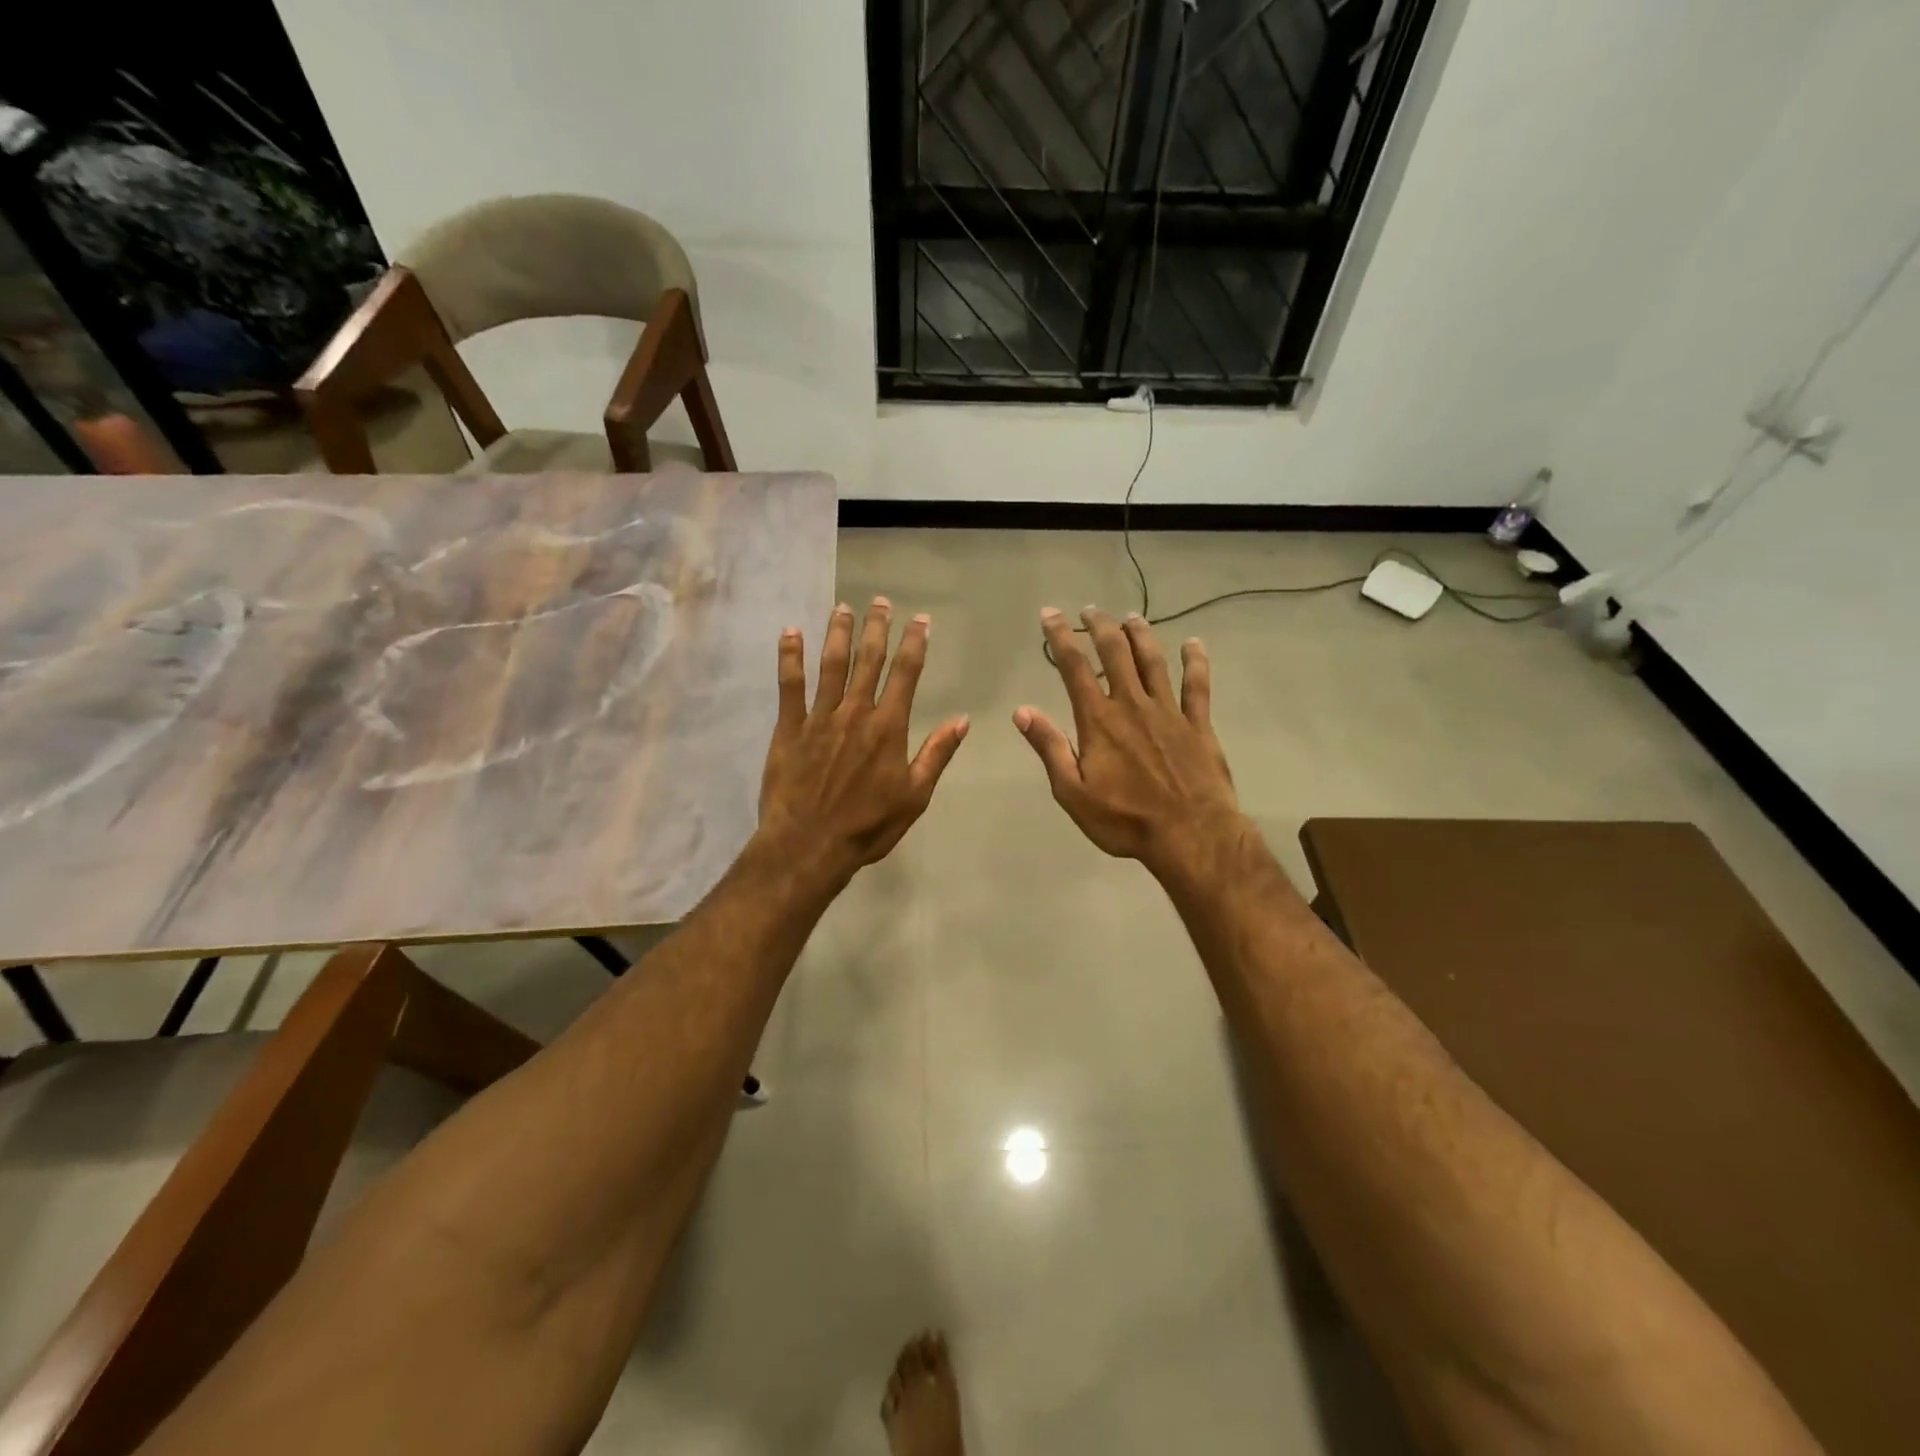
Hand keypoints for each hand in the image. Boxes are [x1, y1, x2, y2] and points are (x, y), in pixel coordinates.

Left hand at [757, 597, 968, 885]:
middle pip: (869, 660)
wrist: (810, 845)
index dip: (915, 643)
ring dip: (838, 633)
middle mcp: (856, 712)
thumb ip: (937, 754)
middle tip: (880, 601)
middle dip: (877, 628)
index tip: (920, 620)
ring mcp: (820, 717)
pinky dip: (789, 657)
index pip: (906, 674)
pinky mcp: (789, 728)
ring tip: (843, 608)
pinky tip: (790, 633)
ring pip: (831, 665)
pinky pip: (789, 686)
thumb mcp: (915, 796)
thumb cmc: (868, 826)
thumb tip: (963, 720)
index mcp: (889, 727)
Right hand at [1015, 607, 1245, 882]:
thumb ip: (1049, 747)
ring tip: (1130, 617)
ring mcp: (1169, 712)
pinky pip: (1197, 686)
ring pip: (1153, 662)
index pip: (1074, 668)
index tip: (1050, 614)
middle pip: (1115, 653)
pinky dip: (1195, 662)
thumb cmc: (1124, 819)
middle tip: (1091, 610)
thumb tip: (1022, 711)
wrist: (1190, 835)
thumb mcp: (1072, 792)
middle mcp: (1133, 705)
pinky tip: (1193, 644)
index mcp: (1099, 720)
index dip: (1060, 638)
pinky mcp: (1198, 725)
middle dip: (1100, 627)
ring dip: (1141, 635)